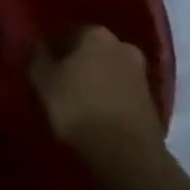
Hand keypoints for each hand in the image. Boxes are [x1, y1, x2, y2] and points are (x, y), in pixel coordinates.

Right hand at [30, 26, 163, 158]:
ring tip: (79, 104)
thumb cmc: (79, 109)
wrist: (129, 157)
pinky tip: (98, 117)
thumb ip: (37, 57)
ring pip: (108, 71)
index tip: (42, 68)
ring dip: (95, 82)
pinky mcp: (152, 103)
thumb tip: (37, 44)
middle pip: (90, 50)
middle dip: (77, 64)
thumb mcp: (43, 80)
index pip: (65, 32)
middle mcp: (120, 44)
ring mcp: (140, 74)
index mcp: (94, 32)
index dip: (51, 50)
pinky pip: (121, 94)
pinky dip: (110, 100)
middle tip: (61, 84)